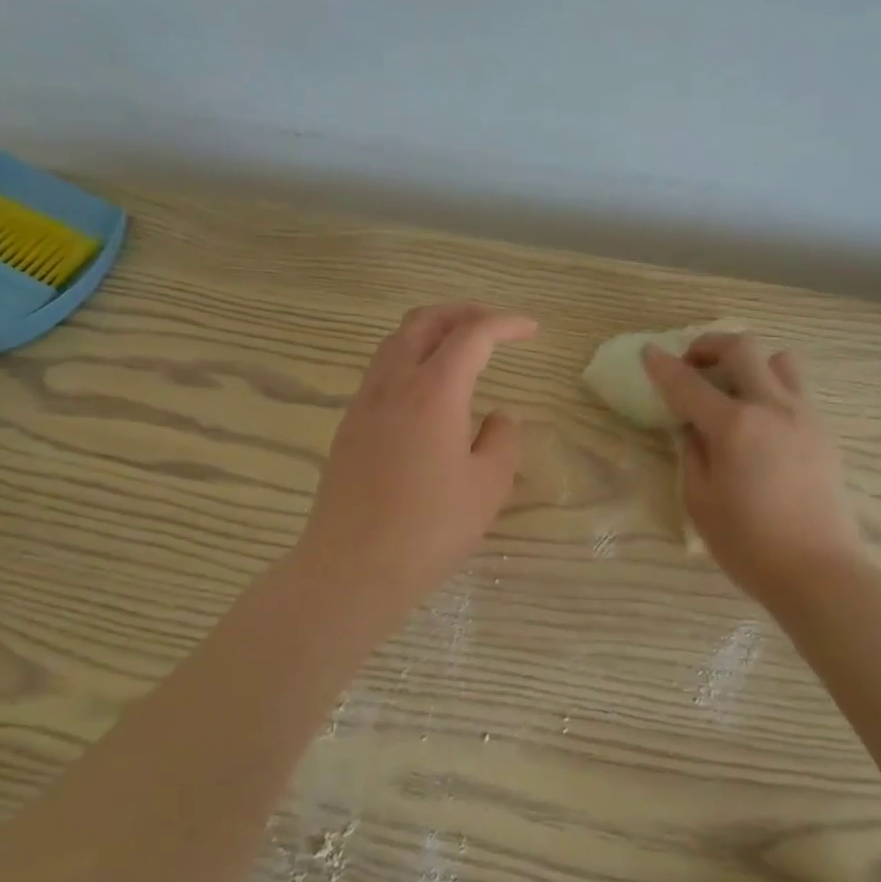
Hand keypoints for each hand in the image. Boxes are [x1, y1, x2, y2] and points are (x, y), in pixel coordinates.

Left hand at [296, 303, 535, 613]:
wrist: (351, 568)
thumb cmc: (429, 529)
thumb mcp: (487, 487)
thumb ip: (502, 440)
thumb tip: (498, 417)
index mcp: (434, 391)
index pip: (472, 334)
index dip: (505, 324)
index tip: (531, 330)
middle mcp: (394, 384)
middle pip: (425, 321)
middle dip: (464, 313)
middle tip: (495, 326)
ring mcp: (365, 403)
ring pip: (396, 341)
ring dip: (432, 331)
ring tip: (462, 349)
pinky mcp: (349, 426)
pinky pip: (381, 370)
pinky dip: (410, 358)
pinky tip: (428, 391)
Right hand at [642, 332, 865, 608]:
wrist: (819, 571)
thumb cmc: (749, 544)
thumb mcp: (700, 502)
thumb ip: (693, 454)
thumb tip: (694, 429)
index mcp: (735, 426)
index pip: (688, 384)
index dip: (663, 365)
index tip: (648, 352)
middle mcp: (772, 408)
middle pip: (742, 348)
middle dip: (709, 345)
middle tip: (693, 365)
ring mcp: (804, 416)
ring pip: (780, 360)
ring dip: (751, 363)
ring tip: (735, 390)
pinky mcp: (824, 432)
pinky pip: (796, 390)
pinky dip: (772, 390)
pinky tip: (761, 424)